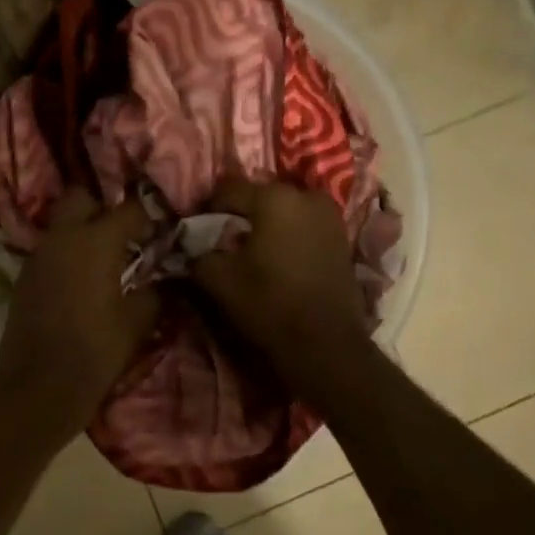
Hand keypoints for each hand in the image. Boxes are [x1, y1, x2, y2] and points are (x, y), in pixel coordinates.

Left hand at [0, 189, 158, 432]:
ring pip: (61, 224)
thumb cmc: (96, 351)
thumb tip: (163, 279)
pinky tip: (80, 280)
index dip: (149, 216)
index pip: (129, 209)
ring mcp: (39, 255)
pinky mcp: (24, 276)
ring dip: (82, 231)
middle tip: (123, 234)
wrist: (40, 386)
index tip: (160, 232)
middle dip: (103, 208)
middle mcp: (63, 237)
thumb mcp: (137, 322)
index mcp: (96, 241)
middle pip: (81, 198)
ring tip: (104, 258)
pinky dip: (66, 255)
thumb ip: (154, 291)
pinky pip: (49, 250)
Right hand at [193, 177, 371, 373]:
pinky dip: (288, 234)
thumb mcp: (218, 279)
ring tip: (250, 248)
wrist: (326, 344)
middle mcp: (305, 196)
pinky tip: (276, 257)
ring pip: (285, 210)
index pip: (228, 190)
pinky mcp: (342, 238)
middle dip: (239, 213)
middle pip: (260, 196)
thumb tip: (192, 245)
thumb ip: (198, 253)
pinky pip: (304, 225)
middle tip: (222, 236)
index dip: (206, 207)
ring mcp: (329, 216)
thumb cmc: (268, 303)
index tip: (194, 227)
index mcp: (274, 197)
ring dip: (266, 223)